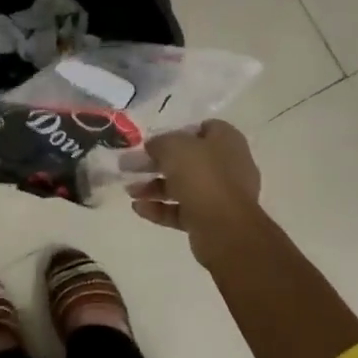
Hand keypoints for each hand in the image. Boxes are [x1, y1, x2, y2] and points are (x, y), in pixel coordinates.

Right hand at [130, 120, 263, 264]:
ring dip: (155, 187)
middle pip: (189, 160)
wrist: (224, 229)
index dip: (180, 132)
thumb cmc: (202, 176)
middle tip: (132, 166)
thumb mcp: (173, 147)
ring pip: (183, 187)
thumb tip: (153, 147)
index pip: (205, 129)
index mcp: (227, 142)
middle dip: (158, 163)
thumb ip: (160, 142)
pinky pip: (182, 211)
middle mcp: (227, 166)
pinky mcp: (210, 221)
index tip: (156, 140)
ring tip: (130, 191)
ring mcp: (220, 196)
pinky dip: (160, 208)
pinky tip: (138, 208)